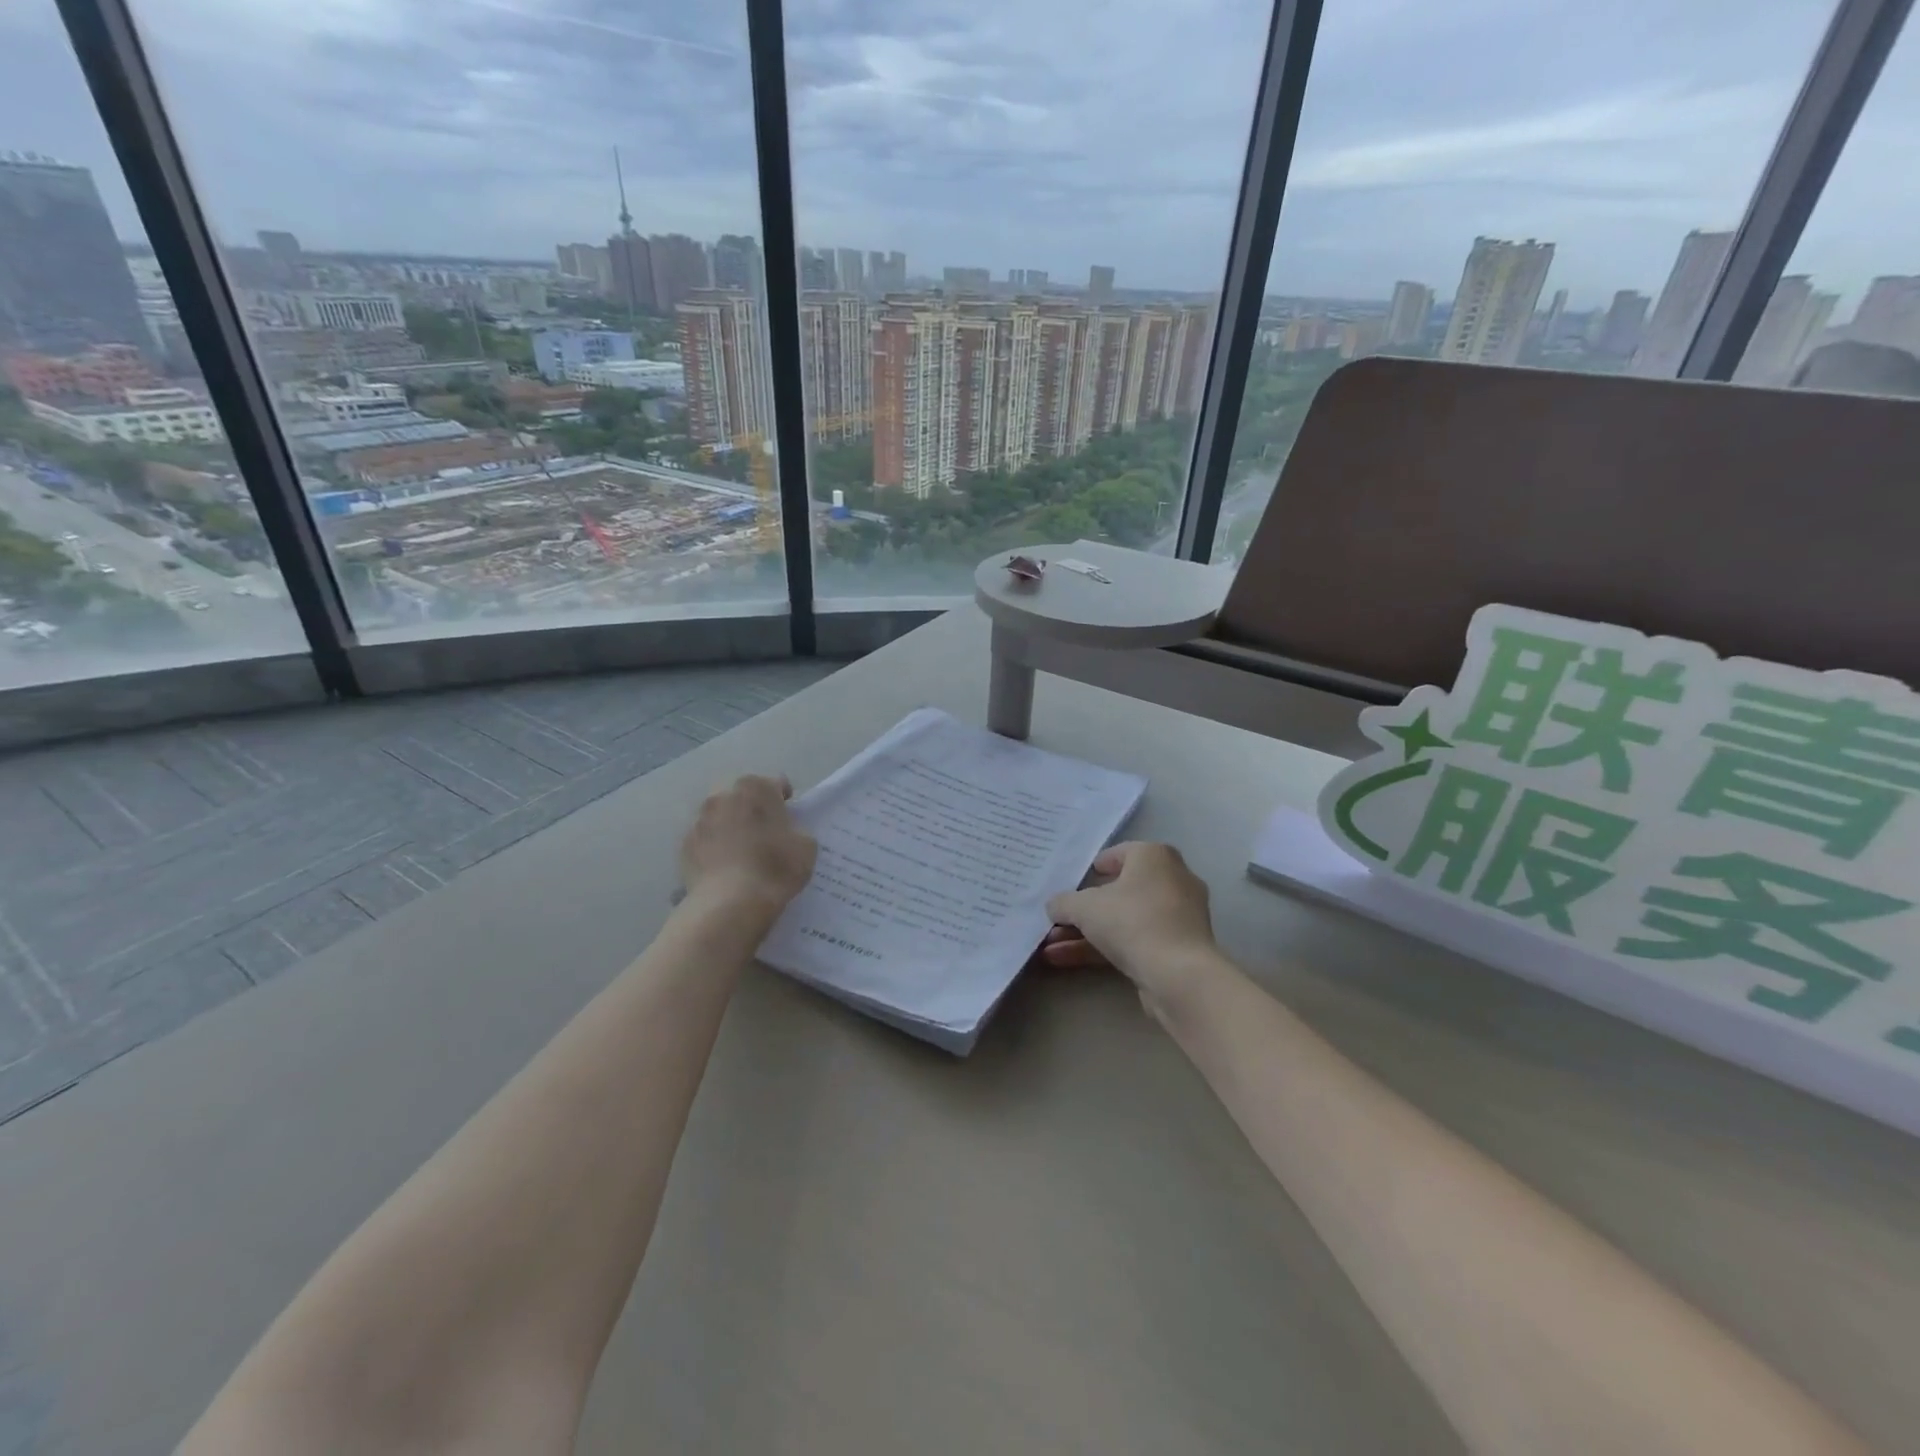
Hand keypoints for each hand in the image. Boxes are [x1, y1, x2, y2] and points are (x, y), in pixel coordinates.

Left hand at [680, 774, 816, 914]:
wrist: (729, 904)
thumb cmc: (775, 868)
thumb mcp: (806, 847)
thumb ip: (797, 830)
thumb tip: (786, 832)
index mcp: (756, 788)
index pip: (775, 784)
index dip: (785, 801)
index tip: (789, 819)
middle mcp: (723, 795)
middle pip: (743, 796)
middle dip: (753, 809)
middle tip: (765, 833)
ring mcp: (699, 819)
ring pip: (720, 816)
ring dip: (730, 826)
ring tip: (741, 852)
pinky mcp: (684, 844)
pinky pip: (705, 839)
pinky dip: (714, 846)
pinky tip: (724, 867)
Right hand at [1044, 842, 1219, 1011]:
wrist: (1179, 975)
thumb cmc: (1132, 921)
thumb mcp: (1084, 907)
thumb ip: (1063, 903)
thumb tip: (1055, 907)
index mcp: (1155, 857)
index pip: (1122, 853)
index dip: (1096, 866)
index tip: (1076, 879)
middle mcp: (1172, 880)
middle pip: (1120, 891)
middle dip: (1084, 909)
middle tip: (1059, 918)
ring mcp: (1177, 918)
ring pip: (1124, 920)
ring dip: (1086, 933)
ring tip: (1050, 948)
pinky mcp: (1177, 950)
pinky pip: (1134, 941)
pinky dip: (1103, 949)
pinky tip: (1065, 961)